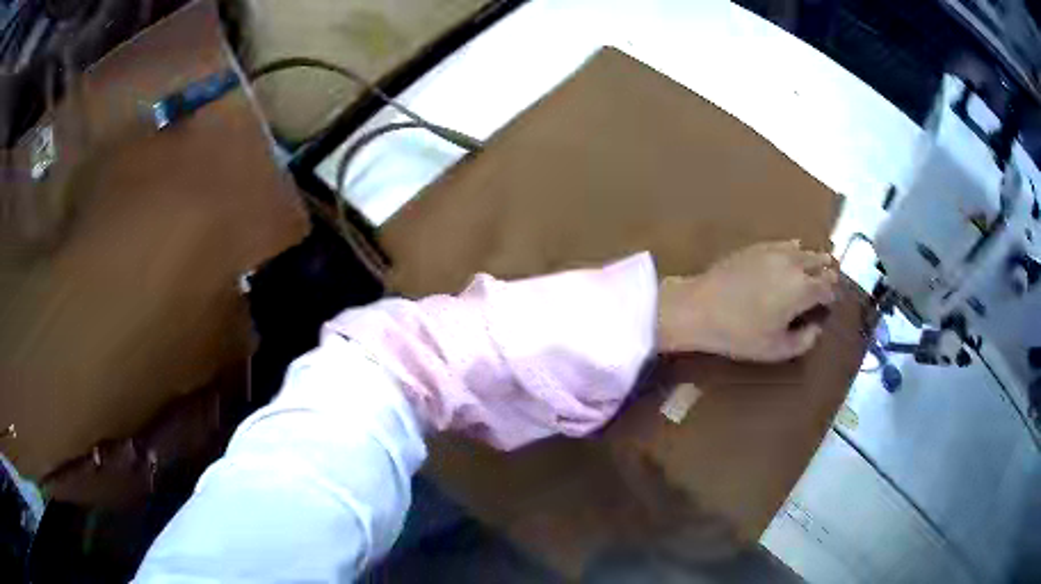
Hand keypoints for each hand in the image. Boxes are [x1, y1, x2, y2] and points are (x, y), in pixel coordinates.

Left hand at [656, 240, 838, 361]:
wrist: (701, 308)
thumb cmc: (740, 334)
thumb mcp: (776, 349)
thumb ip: (804, 341)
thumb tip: (817, 328)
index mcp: (803, 289)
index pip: (827, 288)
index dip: (832, 295)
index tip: (831, 302)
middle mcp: (794, 265)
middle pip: (819, 263)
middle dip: (827, 272)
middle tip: (831, 280)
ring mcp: (775, 252)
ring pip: (804, 250)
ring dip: (814, 258)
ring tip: (819, 264)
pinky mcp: (758, 246)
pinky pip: (784, 243)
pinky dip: (795, 248)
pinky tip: (795, 250)